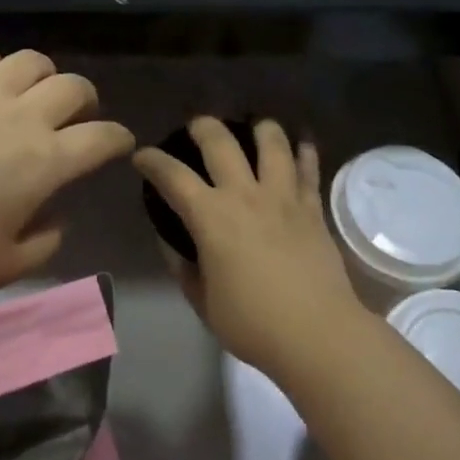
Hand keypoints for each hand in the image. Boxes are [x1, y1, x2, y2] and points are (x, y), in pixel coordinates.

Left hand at [0, 39, 134, 294]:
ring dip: (41, 73)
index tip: (118, 143)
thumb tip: (58, 220)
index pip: (101, 139)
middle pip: (73, 87)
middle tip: (77, 116)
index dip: (117, 139)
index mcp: (44, 162)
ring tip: (32, 90)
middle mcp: (22, 117)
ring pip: (29, 60)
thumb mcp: (4, 267)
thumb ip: (44, 245)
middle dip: (85, 99)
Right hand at [133, 118, 361, 376]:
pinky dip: (304, 151)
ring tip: (253, 126)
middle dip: (202, 126)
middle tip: (196, 127)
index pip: (173, 176)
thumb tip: (171, 242)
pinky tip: (301, 143)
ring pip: (271, 142)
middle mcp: (245, 195)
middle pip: (220, 141)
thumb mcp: (203, 301)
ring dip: (259, 127)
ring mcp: (283, 197)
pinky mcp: (312, 207)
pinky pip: (308, 168)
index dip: (152, 161)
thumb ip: (183, 266)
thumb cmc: (253, 324)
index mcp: (211, 217)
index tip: (142, 156)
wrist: (317, 334)